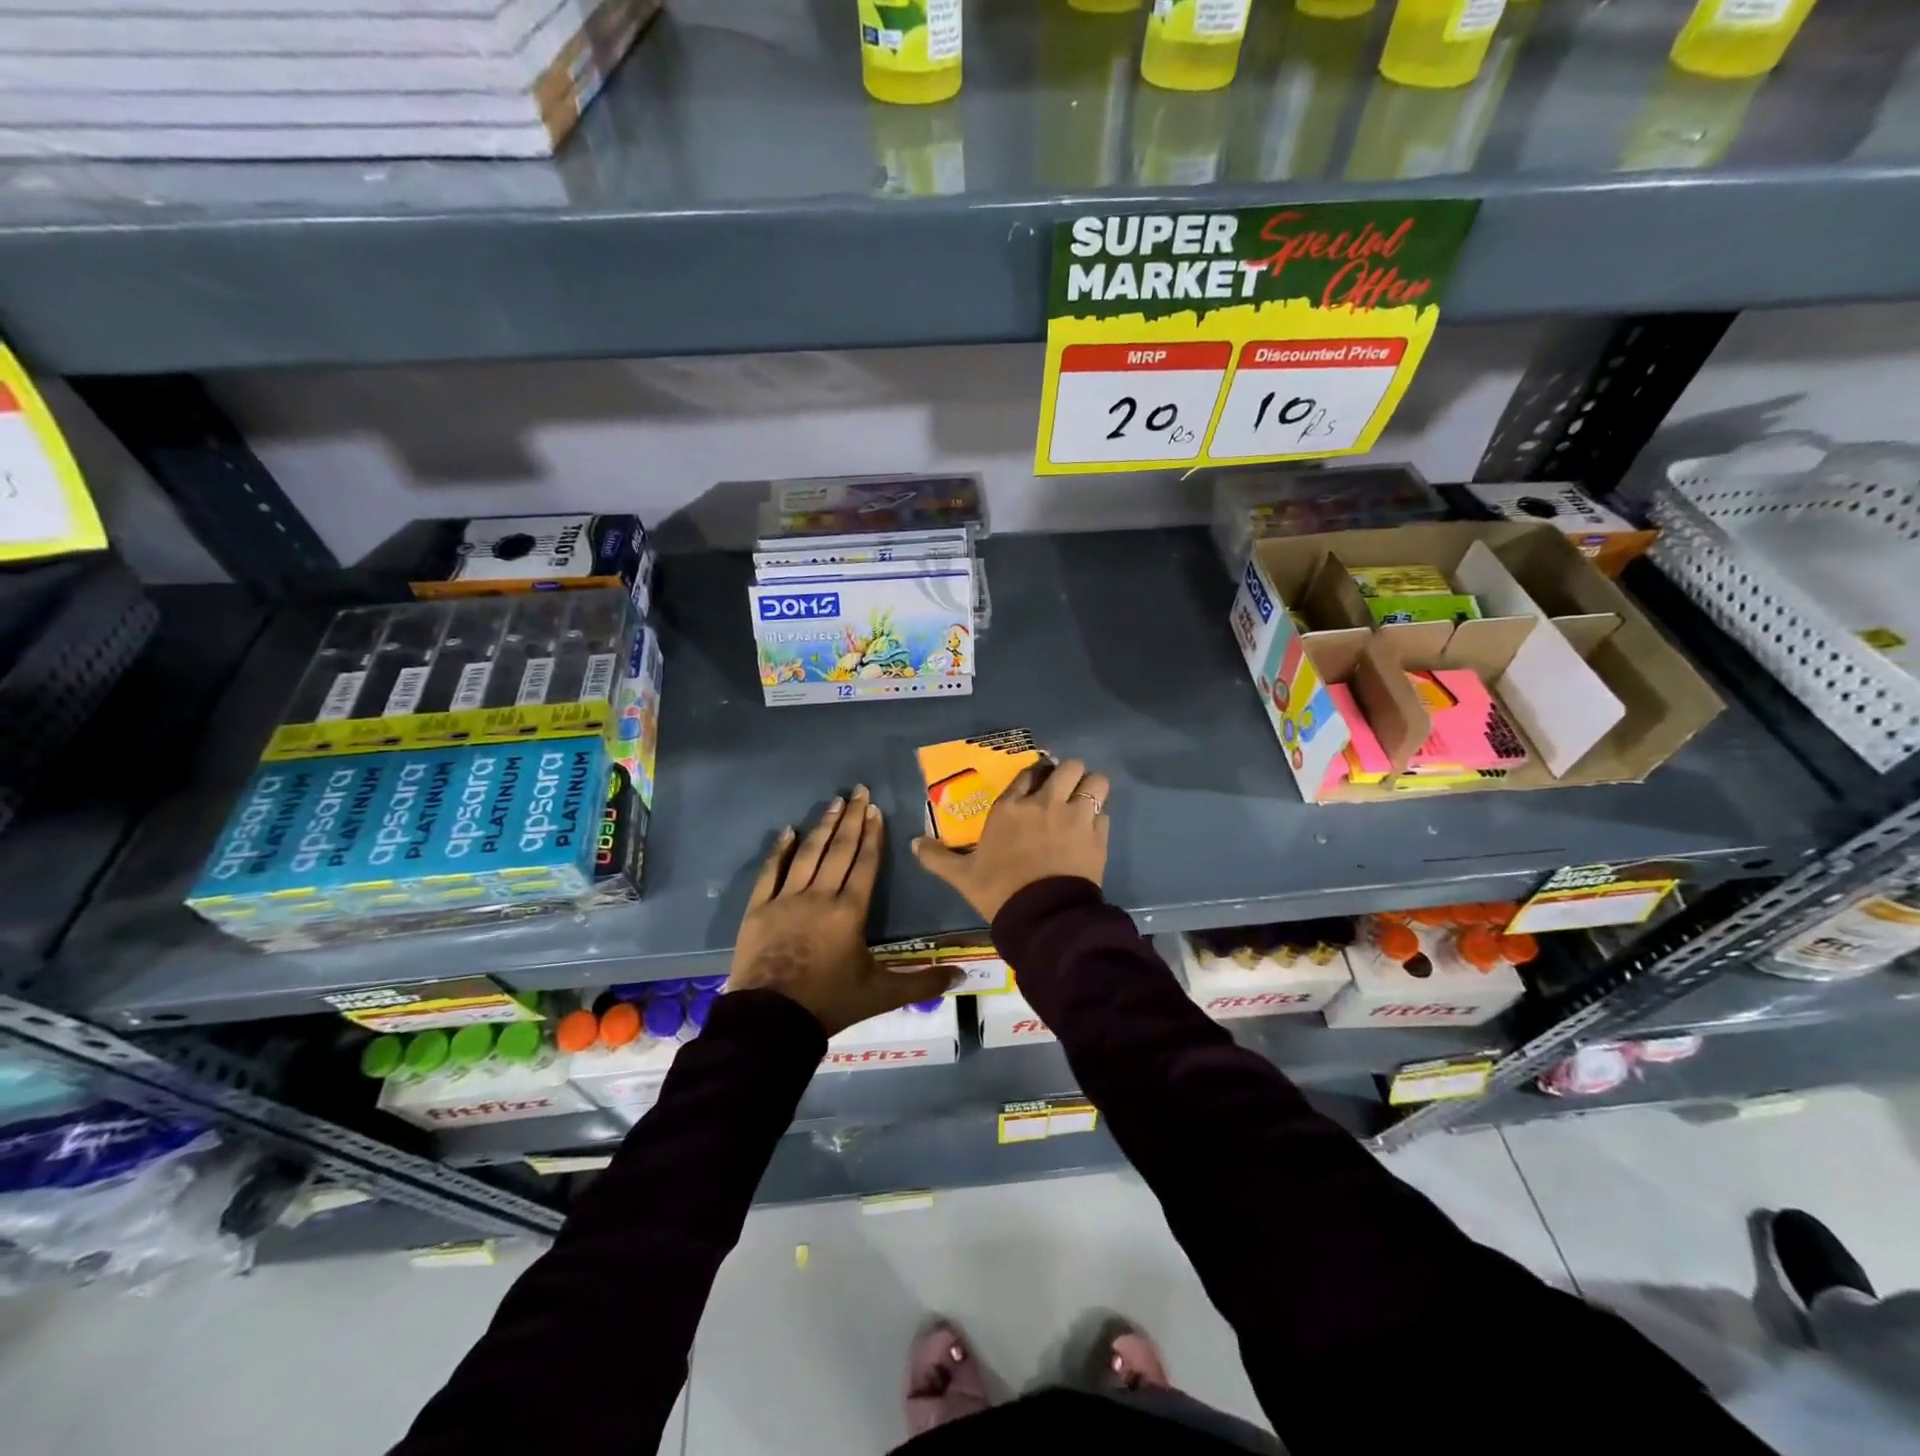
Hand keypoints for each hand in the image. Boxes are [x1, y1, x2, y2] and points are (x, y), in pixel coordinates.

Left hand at [727, 785, 953, 1035]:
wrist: (772, 1021)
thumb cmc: (830, 1003)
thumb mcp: (881, 995)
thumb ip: (922, 983)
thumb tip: (963, 975)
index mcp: (850, 911)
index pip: (865, 864)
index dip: (872, 835)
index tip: (875, 809)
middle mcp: (820, 896)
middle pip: (839, 850)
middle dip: (851, 818)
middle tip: (858, 790)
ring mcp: (786, 900)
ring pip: (808, 854)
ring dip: (822, 826)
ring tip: (833, 801)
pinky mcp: (759, 909)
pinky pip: (770, 872)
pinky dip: (779, 850)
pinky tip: (787, 831)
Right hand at [912, 759, 1110, 922]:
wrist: (1042, 917)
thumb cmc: (1000, 891)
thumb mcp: (962, 876)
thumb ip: (938, 857)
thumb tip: (913, 843)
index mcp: (1011, 807)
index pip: (1028, 772)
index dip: (1035, 775)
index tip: (1036, 784)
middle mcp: (1045, 803)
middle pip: (1069, 766)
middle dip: (1069, 774)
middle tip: (1064, 791)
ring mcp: (1075, 816)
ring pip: (1096, 781)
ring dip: (1091, 788)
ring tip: (1085, 802)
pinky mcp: (1097, 835)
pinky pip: (1105, 813)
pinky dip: (1099, 819)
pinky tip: (1091, 833)